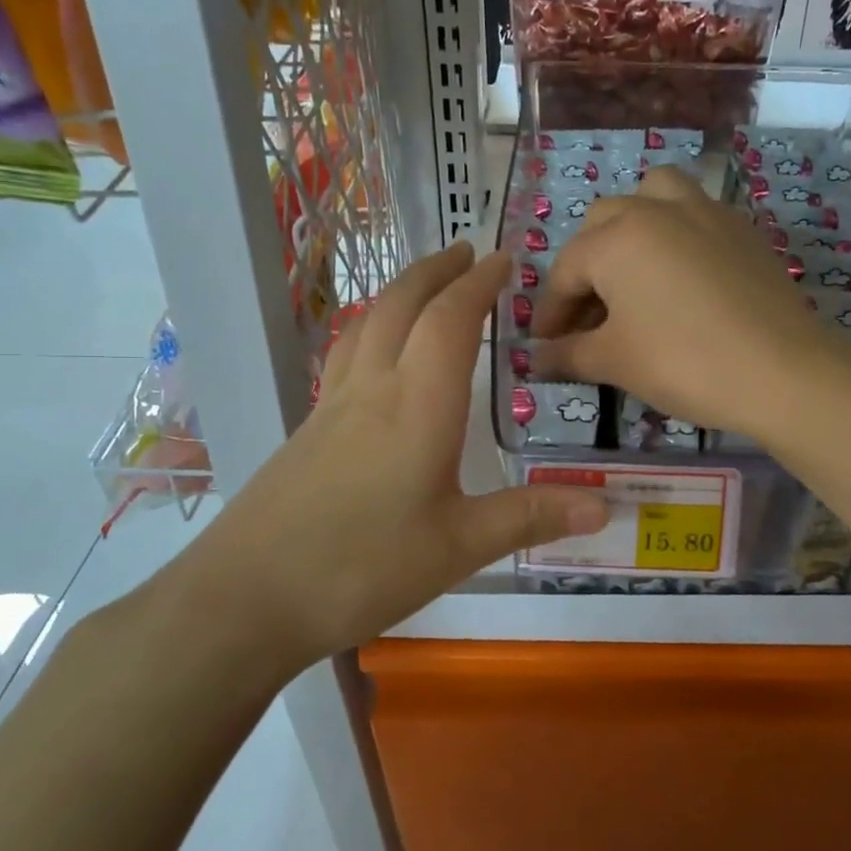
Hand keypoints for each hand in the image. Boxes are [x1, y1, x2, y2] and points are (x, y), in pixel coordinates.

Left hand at [156, 241, 607, 672]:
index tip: (503, 260)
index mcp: (418, 405)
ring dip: (400, 291)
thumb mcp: (459, 547)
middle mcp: (373, 389)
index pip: (451, 320)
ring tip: (426, 285)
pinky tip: (376, 352)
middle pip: (402, 305)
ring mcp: (332, 406)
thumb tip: (604, 507)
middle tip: (467, 253)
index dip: (479, 284)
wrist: (246, 598)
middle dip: (436, 270)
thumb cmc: (362, 568)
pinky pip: (346, 354)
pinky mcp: (307, 429)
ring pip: (367, 324)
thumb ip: (530, 517)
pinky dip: (372, 328)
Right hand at [532, 165, 837, 437]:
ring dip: (632, 226)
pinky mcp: (742, 228)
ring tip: (634, 271)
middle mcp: (656, 209)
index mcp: (616, 238)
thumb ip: (568, 354)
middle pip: (602, 225)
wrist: (782, 371)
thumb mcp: (615, 362)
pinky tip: (683, 279)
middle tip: (590, 318)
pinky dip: (676, 234)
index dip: (550, 312)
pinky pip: (695, 213)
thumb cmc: (683, 363)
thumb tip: (536, 360)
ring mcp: (705, 211)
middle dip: (586, 269)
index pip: (565, 271)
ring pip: (653, 195)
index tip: (546, 347)